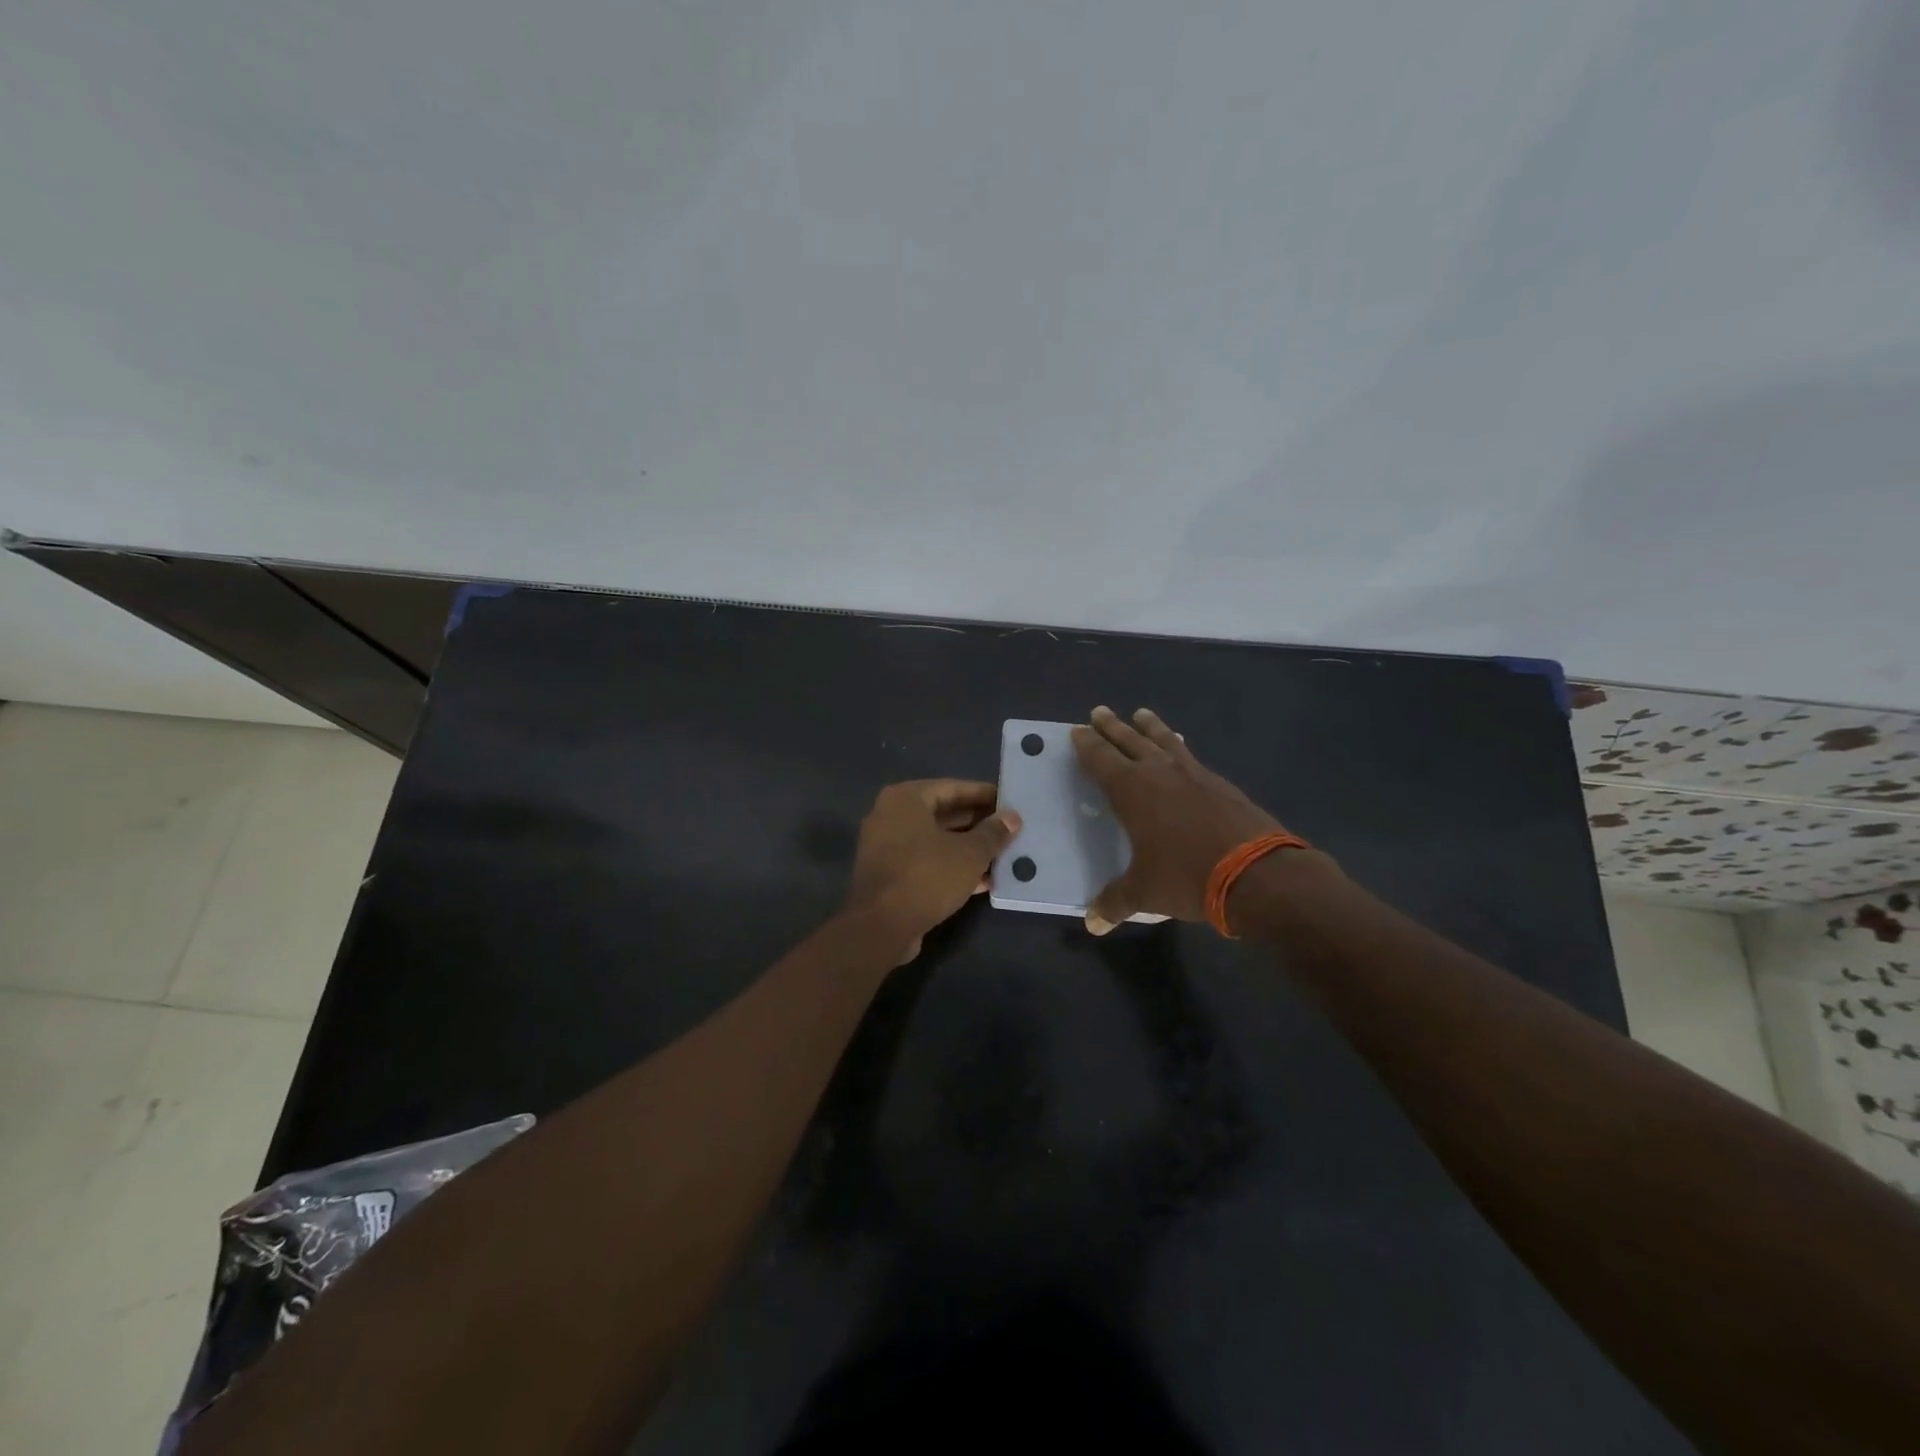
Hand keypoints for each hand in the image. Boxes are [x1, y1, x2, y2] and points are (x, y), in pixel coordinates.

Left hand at [842, 780, 1021, 962]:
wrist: (882, 927)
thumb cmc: (927, 876)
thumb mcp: (970, 853)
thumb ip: (993, 833)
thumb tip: (1012, 817)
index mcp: (906, 799)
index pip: (952, 787)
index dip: (983, 794)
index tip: (1009, 801)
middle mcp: (891, 816)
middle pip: (943, 813)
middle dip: (978, 823)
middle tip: (1009, 828)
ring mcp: (887, 847)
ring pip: (936, 840)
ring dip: (968, 848)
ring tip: (1003, 854)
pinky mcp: (890, 875)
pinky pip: (926, 862)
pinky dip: (952, 867)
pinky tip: (984, 880)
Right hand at [1072, 706, 1295, 933]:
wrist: (1258, 874)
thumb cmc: (1188, 877)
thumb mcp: (1144, 893)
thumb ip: (1115, 902)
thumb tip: (1092, 923)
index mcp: (1132, 791)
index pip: (1101, 760)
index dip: (1087, 745)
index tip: (1077, 731)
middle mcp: (1160, 773)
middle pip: (1130, 741)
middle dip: (1112, 727)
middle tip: (1099, 712)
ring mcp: (1194, 774)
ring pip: (1165, 741)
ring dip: (1150, 727)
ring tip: (1142, 714)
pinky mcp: (1221, 784)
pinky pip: (1191, 756)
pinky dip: (1180, 747)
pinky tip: (1182, 749)